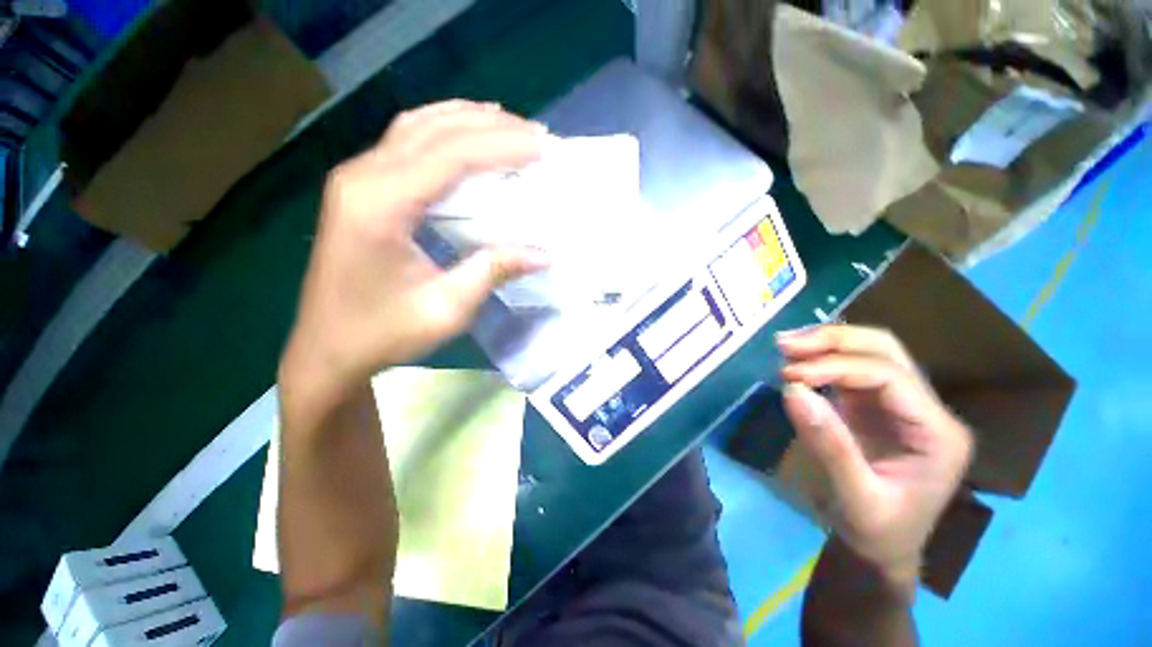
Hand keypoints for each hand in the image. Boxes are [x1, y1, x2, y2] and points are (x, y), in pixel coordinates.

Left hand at [280, 101, 550, 405]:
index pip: (451, 156)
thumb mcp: (446, 308)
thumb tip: (544, 253)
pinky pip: (406, 141)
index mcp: (381, 206)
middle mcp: (363, 177)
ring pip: (418, 126)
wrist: (328, 348)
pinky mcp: (360, 186)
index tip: (543, 147)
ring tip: (511, 125)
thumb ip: (493, 271)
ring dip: (468, 120)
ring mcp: (356, 177)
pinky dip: (444, 129)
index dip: (502, 146)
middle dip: (492, 127)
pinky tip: (468, 132)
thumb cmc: (384, 333)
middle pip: (435, 130)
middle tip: (537, 133)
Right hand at [777, 325, 972, 582]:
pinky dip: (821, 360)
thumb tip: (793, 390)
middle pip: (885, 350)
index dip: (836, 366)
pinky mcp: (877, 406)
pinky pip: (851, 369)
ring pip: (869, 351)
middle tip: (785, 343)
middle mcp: (927, 409)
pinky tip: (797, 361)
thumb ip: (829, 444)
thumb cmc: (877, 532)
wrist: (883, 549)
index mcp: (937, 433)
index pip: (889, 376)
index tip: (789, 375)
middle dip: (833, 340)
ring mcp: (902, 405)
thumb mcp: (856, 499)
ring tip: (785, 345)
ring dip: (825, 343)